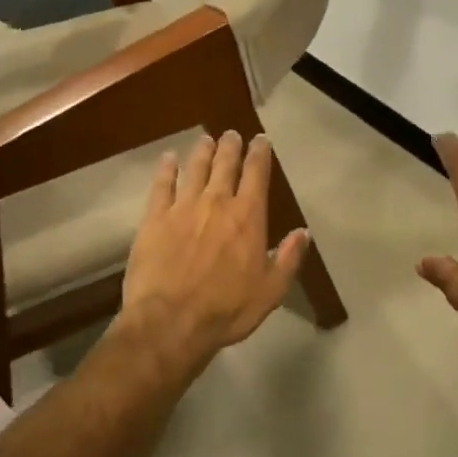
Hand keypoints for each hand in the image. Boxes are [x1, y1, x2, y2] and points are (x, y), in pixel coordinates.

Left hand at [118, 131, 310, 378]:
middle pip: (225, 164)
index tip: (261, 140)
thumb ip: (288, 258)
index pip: (257, 174)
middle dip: (231, 146)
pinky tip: (168, 159)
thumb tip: (303, 232)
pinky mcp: (154, 219)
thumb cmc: (226, 309)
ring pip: (195, 168)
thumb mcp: (270, 290)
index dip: (260, 154)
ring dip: (202, 151)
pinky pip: (161, 185)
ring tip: (205, 139)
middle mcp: (216, 202)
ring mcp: (182, 208)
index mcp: (248, 217)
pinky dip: (166, 169)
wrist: (170, 322)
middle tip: (232, 134)